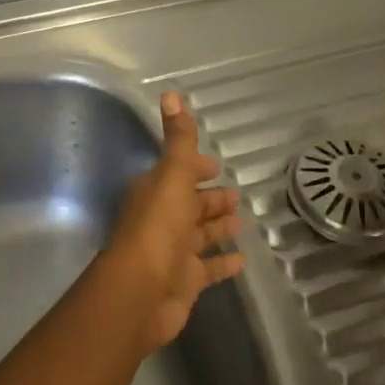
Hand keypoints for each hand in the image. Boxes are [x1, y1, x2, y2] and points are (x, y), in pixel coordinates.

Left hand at [99, 92, 245, 353]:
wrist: (141, 291)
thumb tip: (169, 93)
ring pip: (199, 234)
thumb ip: (178, 139)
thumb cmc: (158, 226)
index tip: (216, 164)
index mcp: (156, 191)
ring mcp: (173, 252)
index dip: (196, 167)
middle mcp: (162, 219)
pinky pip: (208, 268)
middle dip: (210, 198)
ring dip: (218, 226)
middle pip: (190, 204)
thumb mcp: (172, 175)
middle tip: (236, 194)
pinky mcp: (185, 281)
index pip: (179, 173)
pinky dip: (223, 262)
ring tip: (243, 221)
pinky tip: (242, 259)